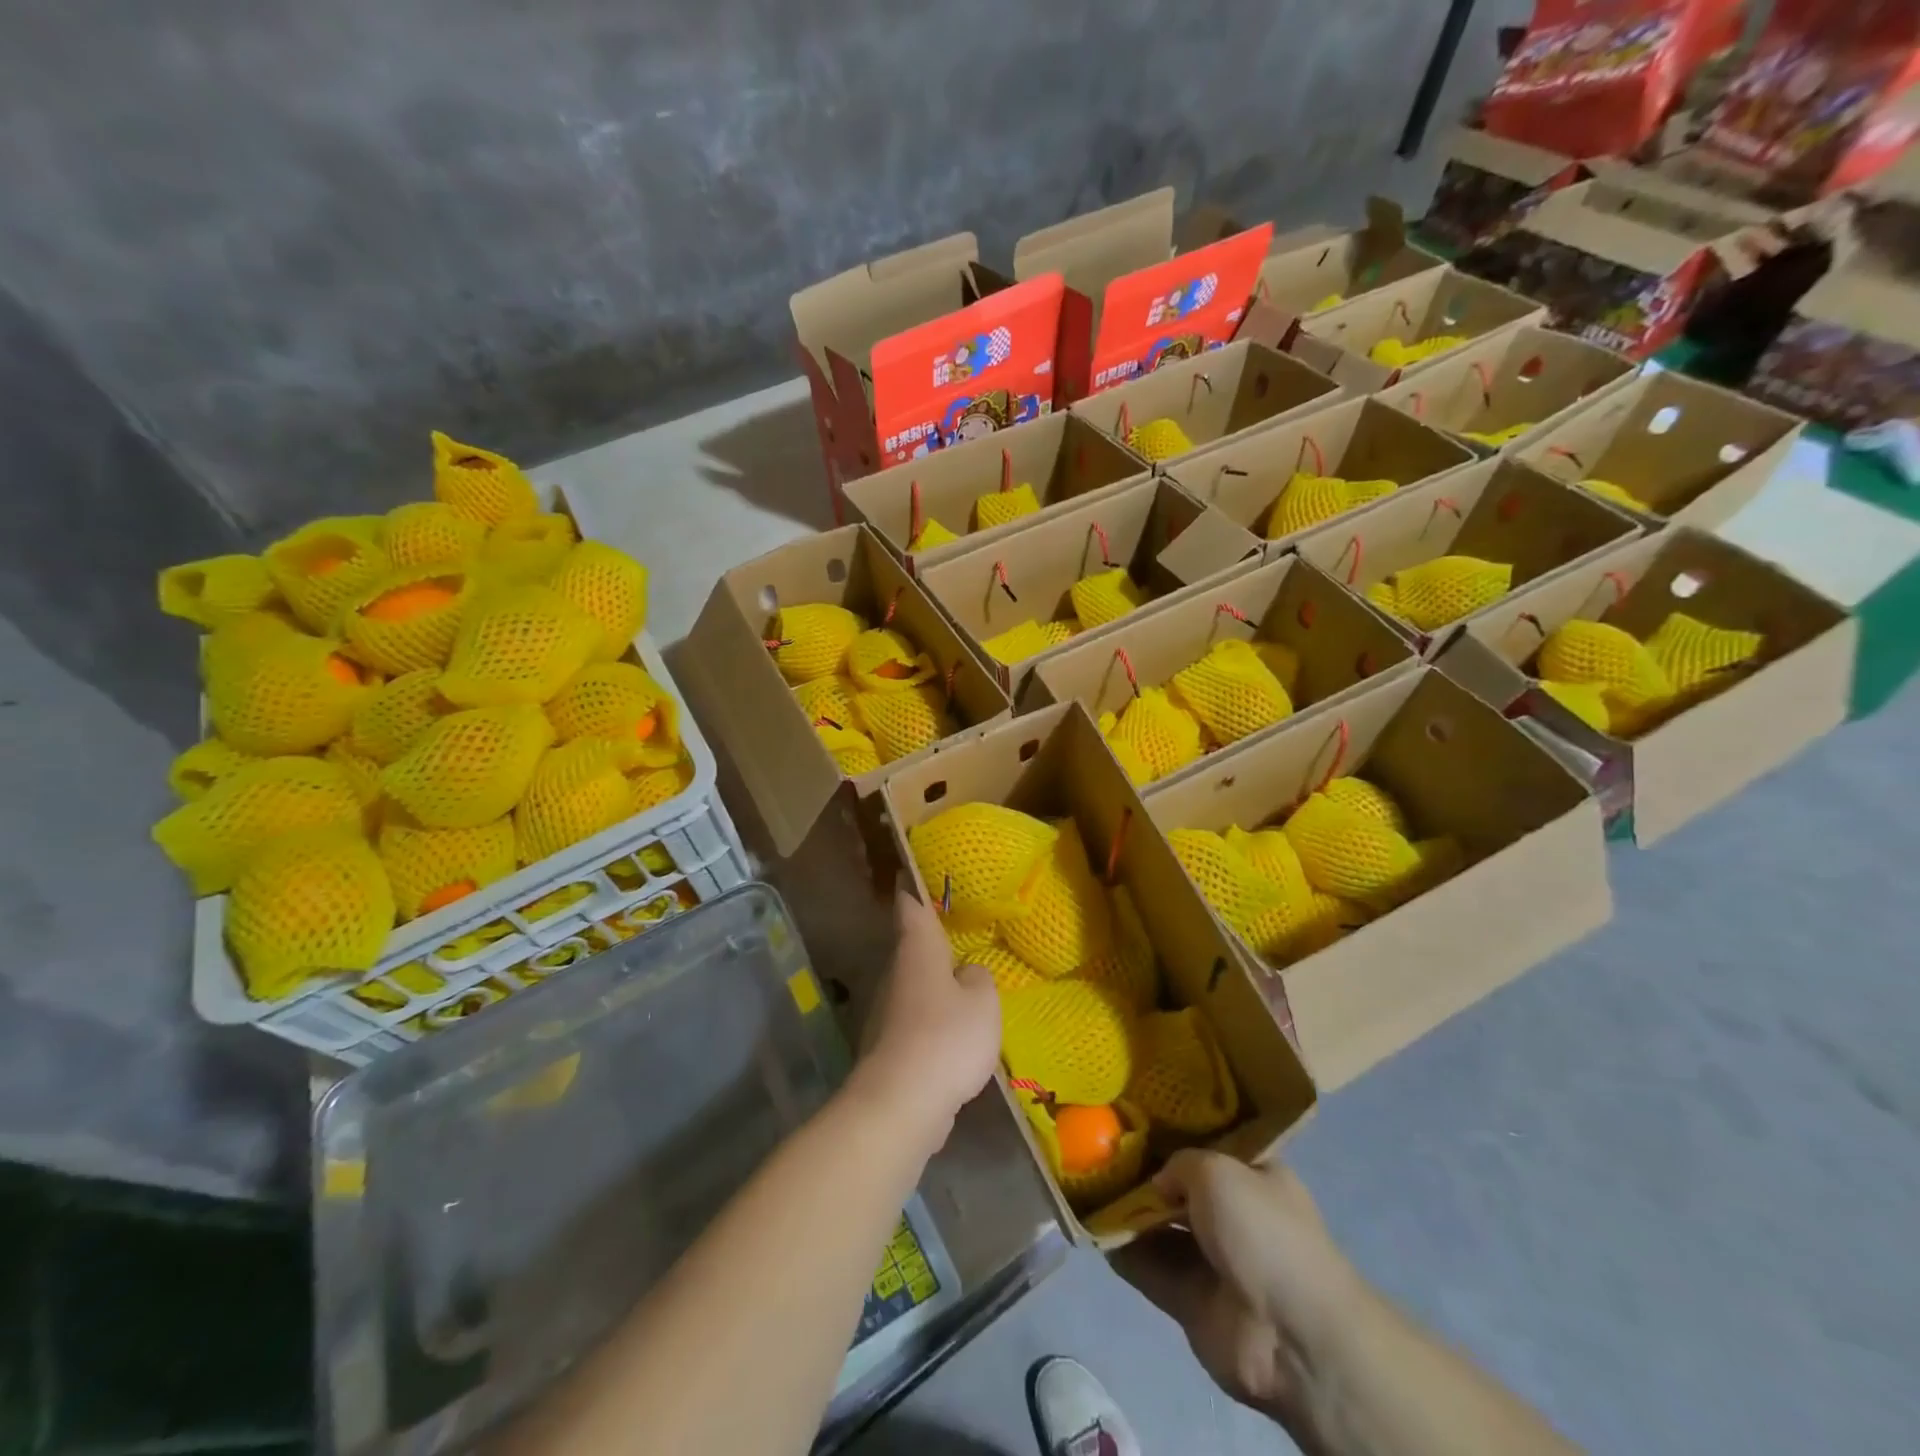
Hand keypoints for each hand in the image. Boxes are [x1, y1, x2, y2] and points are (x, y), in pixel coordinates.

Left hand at [850, 892, 1000, 1150]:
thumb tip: (967, 974)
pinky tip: (955, 1038)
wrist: (901, 1103)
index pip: (911, 906)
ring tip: (965, 988)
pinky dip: (933, 1023)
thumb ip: (979, 979)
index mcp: (917, 950)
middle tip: (959, 935)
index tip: (910, 872)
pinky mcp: (889, 1048)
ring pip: (915, 987)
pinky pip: (916, 1023)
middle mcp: (896, 974)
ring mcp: (887, 1012)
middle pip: (912, 949)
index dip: (912, 887)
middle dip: (932, 944)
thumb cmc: (946, 1037)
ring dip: (936, 987)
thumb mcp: (982, 1001)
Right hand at [1111, 1151, 1360, 1423]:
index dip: (1174, 1128)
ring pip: (1158, 1225)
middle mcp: (1232, 1213)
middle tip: (1098, 1145)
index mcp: (1253, 1175)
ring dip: (1126, 1210)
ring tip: (1084, 1181)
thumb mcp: (1217, 1170)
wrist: (1289, 1335)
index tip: (1132, 1112)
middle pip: (1177, 1186)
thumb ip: (1178, 1163)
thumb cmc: (1263, 1231)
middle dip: (1142, 1170)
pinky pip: (1147, 1266)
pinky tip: (1090, 1224)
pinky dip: (1121, 1249)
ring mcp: (1211, 1259)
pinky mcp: (1189, 1299)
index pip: (1208, 1143)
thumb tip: (1156, 1183)